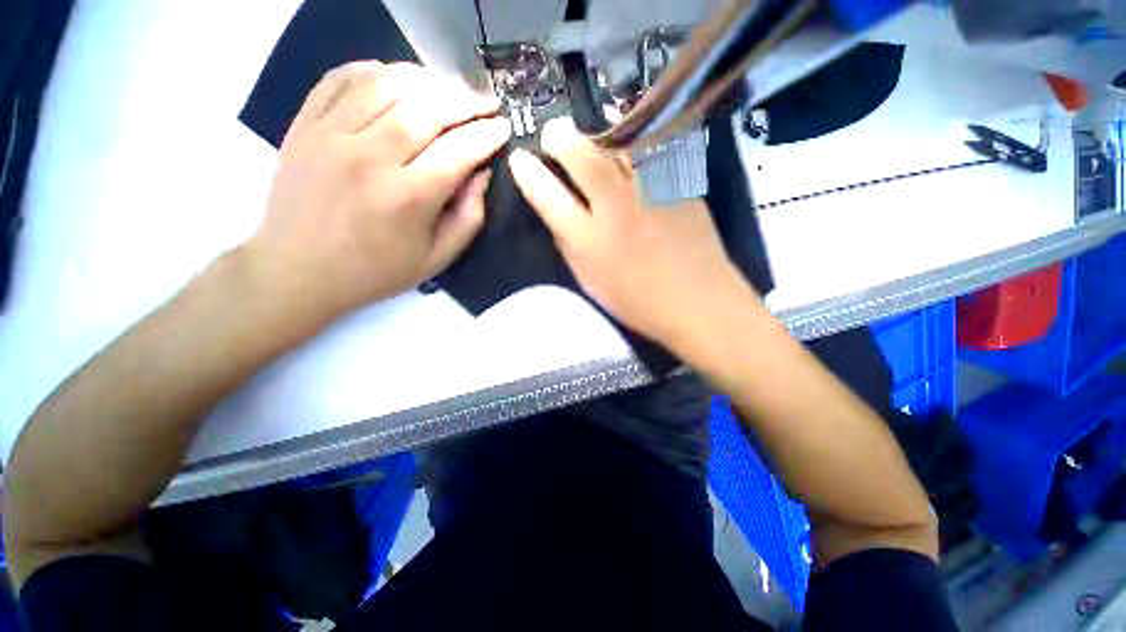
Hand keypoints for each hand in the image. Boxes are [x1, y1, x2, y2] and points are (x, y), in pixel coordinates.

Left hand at [247, 61, 510, 319]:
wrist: (298, 271)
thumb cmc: (376, 271)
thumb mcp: (437, 258)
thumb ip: (469, 218)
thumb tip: (481, 173)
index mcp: (408, 198)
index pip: (459, 151)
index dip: (487, 135)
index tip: (503, 127)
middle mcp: (370, 158)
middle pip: (427, 108)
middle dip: (465, 100)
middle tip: (485, 102)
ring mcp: (330, 136)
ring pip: (386, 83)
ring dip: (425, 79)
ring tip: (446, 89)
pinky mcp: (304, 126)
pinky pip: (340, 79)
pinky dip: (372, 70)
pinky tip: (394, 79)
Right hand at [509, 118, 749, 345]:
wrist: (697, 301)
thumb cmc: (638, 301)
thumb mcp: (591, 282)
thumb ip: (571, 247)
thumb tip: (559, 216)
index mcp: (588, 239)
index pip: (547, 196)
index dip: (528, 173)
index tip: (520, 159)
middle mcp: (615, 207)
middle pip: (581, 157)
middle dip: (560, 138)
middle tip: (553, 132)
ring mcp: (650, 191)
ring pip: (616, 148)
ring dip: (595, 139)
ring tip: (588, 141)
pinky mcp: (678, 184)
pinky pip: (647, 156)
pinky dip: (630, 150)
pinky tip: (627, 154)